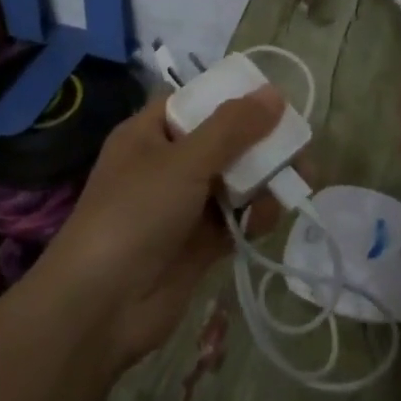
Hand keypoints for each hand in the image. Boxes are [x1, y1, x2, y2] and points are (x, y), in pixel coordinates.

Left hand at [44, 86, 283, 368]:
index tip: (274, 99)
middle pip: (223, 142)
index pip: (194, 102)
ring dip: (265, 180)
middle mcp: (166, 165)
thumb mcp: (184, 161)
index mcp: (149, 134)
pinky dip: (255, 215)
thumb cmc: (135, 215)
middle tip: (299, 146)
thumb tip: (275, 93)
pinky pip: (236, 217)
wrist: (101, 308)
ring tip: (295, 182)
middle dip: (261, 143)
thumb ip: (232, 128)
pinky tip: (269, 217)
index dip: (232, 97)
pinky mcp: (199, 243)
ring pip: (235, 181)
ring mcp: (183, 206)